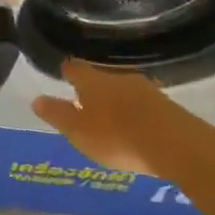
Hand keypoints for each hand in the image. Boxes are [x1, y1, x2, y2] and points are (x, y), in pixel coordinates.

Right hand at [32, 60, 212, 174]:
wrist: (178, 146)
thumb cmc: (118, 137)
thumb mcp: (79, 131)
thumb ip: (58, 115)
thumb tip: (36, 99)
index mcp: (92, 81)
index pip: (74, 68)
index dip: (67, 71)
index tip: (63, 74)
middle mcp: (118, 77)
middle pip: (100, 76)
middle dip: (93, 86)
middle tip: (85, 99)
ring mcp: (146, 90)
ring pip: (123, 88)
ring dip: (116, 99)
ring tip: (110, 114)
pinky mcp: (167, 106)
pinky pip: (143, 103)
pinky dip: (136, 111)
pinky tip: (136, 125)